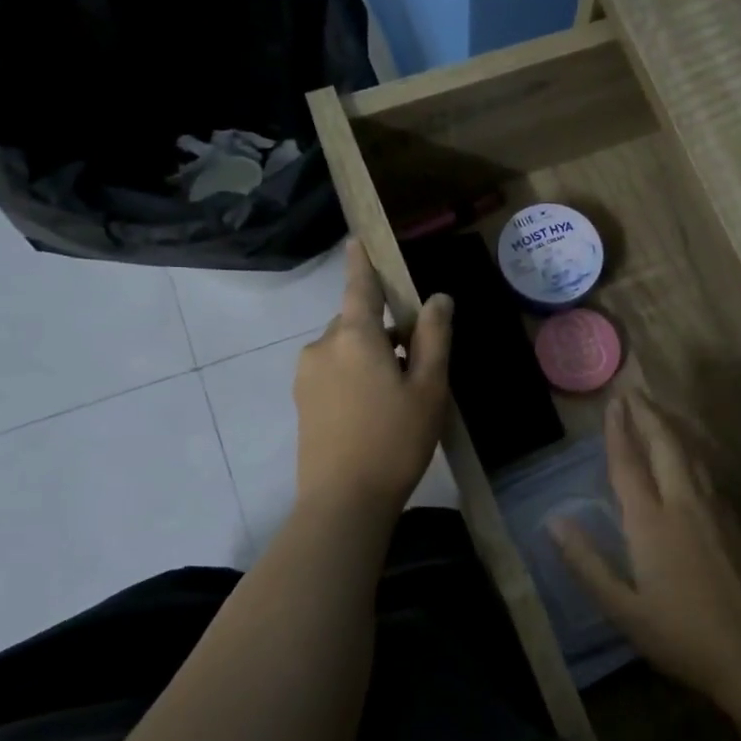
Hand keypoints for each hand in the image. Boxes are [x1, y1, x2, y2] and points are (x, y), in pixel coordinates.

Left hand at [294, 241, 453, 512]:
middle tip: (418, 368)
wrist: (344, 501)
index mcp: (355, 336)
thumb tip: (438, 299)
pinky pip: (333, 372)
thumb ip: (434, 338)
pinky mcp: (302, 401)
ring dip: (371, 358)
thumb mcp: (429, 387)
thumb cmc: (395, 440)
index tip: (357, 239)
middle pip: (358, 323)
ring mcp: (307, 375)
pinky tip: (374, 413)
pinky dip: (355, 377)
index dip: (361, 261)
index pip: (359, 286)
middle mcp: (323, 346)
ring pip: (346, 350)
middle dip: (385, 332)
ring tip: (399, 398)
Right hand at [553, 392, 740, 703]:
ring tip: (658, 411)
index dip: (618, 432)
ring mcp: (715, 511)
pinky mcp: (735, 523)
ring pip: (692, 454)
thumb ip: (587, 563)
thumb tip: (555, 521)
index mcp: (651, 523)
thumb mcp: (623, 609)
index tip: (612, 403)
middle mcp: (684, 504)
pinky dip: (691, 452)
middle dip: (648, 414)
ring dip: (672, 427)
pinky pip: (708, 473)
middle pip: (665, 445)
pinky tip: (690, 458)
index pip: (629, 465)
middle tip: (634, 391)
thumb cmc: (682, 636)